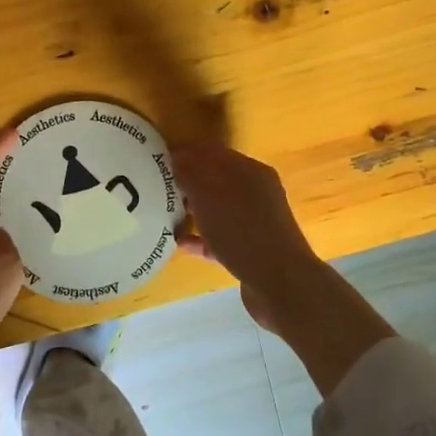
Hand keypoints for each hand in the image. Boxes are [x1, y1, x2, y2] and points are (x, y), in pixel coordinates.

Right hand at [170, 142, 319, 323]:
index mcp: (249, 171)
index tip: (156, 159)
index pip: (212, 152)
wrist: (280, 284)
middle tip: (156, 186)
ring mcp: (255, 223)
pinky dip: (200, 238)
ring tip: (163, 212)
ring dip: (193, 209)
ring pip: (217, 209)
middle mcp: (255, 192)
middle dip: (187, 181)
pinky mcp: (250, 250)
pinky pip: (219, 238)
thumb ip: (192, 172)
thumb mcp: (210, 195)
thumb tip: (177, 156)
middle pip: (215, 180)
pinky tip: (179, 243)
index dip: (185, 152)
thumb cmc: (242, 231)